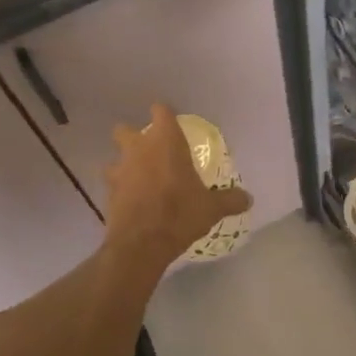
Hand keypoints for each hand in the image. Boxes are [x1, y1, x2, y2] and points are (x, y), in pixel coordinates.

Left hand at [104, 104, 252, 268]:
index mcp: (165, 142)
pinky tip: (133, 200)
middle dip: (135, 137)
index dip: (165, 115)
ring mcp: (119, 169)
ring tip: (140, 179)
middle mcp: (138, 148)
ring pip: (116, 157)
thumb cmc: (180, 214)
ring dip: (125, 164)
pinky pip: (113, 183)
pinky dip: (121, 188)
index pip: (161, 112)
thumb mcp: (212, 208)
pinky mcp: (108, 192)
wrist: (142, 243)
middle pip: (126, 129)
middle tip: (152, 152)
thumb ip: (230, 200)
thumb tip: (248, 198)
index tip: (173, 124)